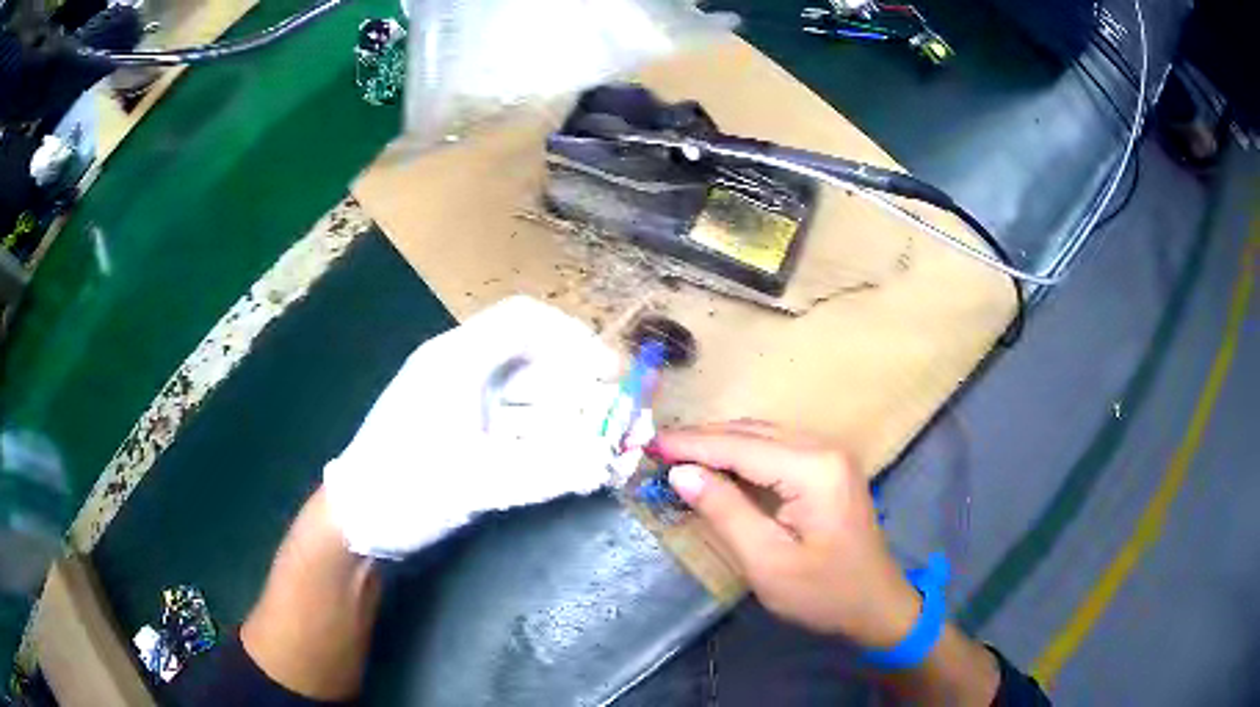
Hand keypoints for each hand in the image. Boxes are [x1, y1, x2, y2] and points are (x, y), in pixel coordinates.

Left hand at [324, 297, 622, 558]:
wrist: (357, 524)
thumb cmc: (402, 490)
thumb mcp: (473, 482)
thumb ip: (545, 472)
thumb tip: (608, 464)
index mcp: (457, 361)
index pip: (524, 322)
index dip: (574, 338)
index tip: (612, 372)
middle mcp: (466, 375)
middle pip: (540, 366)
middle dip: (589, 394)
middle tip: (630, 425)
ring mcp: (469, 409)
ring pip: (537, 403)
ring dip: (579, 424)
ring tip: (620, 452)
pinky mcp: (473, 439)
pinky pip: (525, 432)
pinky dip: (557, 446)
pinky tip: (588, 467)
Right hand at [653, 422, 921, 649]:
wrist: (876, 604)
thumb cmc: (823, 592)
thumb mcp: (768, 561)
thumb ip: (725, 512)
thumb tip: (682, 473)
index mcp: (814, 469)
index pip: (741, 447)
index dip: (693, 445)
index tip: (650, 444)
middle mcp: (825, 448)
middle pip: (753, 432)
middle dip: (703, 439)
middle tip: (657, 449)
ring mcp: (830, 455)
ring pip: (764, 434)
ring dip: (721, 442)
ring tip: (678, 454)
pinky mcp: (829, 467)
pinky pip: (777, 447)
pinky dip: (742, 452)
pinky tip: (718, 463)